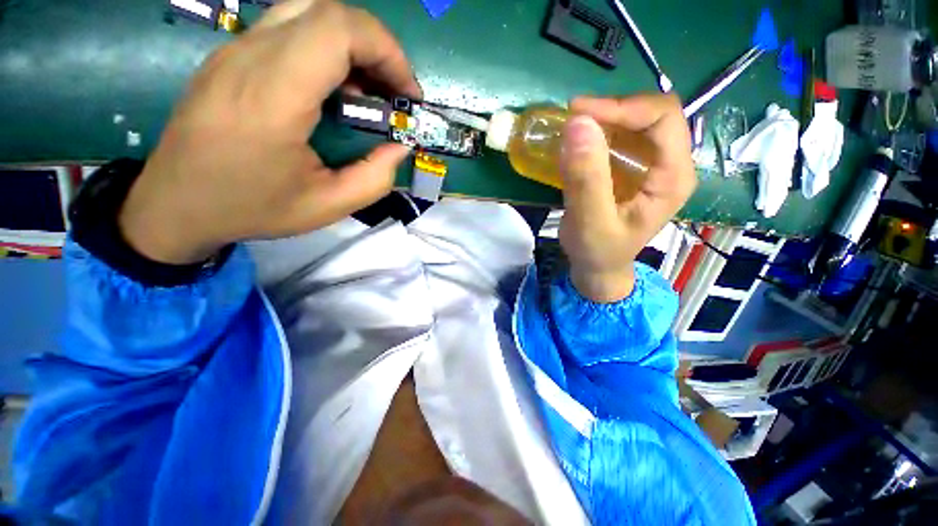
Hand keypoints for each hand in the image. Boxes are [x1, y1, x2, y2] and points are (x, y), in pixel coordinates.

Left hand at [120, 0, 420, 263]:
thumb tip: (400, 146)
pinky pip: (288, 29)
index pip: (338, 29)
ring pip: (308, 13)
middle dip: (376, 47)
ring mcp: (234, 50)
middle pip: (328, 11)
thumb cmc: (251, 208)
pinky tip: (333, 90)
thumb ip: (375, 178)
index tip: (407, 94)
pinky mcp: (230, 55)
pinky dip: (326, 50)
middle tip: (392, 92)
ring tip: (367, 91)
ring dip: (352, 45)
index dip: (386, 51)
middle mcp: (249, 56)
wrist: (175, 204)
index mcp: (273, 95)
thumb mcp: (328, 206)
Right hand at [559, 94, 695, 302]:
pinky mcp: (631, 170)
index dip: (622, 107)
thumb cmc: (598, 251)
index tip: (579, 113)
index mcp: (673, 177)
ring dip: (603, 120)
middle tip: (573, 119)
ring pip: (635, 123)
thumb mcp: (590, 222)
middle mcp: (669, 164)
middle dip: (611, 111)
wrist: (598, 268)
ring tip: (572, 129)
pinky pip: (619, 139)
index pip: (663, 118)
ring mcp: (651, 166)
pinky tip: (578, 144)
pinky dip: (597, 133)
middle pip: (651, 115)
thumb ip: (586, 179)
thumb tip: (577, 124)